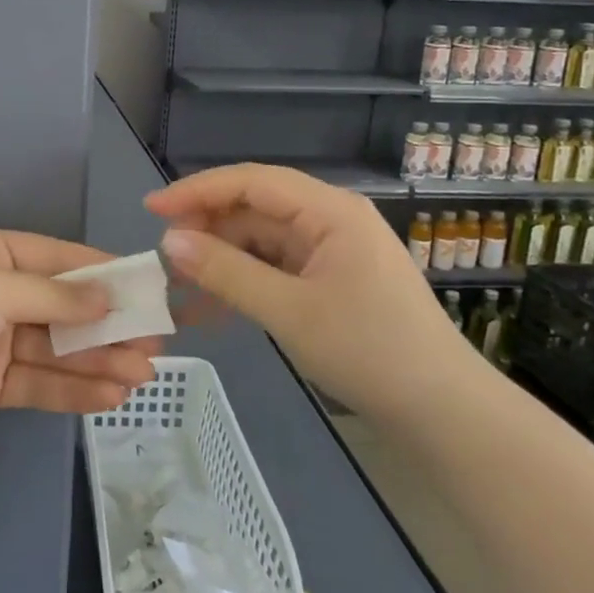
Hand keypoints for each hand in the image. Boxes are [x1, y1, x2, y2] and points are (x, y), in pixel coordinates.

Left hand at [0, 229, 161, 449]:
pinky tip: (109, 395)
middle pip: (60, 307)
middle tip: (153, 343)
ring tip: (141, 375)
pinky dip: (71, 388)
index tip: (143, 287)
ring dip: (96, 360)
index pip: (56, 258)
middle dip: (105, 325)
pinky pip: (36, 382)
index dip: (100, 272)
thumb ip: (53, 297)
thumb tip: (108, 299)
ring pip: (54, 348)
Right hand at [145, 163, 467, 412]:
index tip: (151, 210)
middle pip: (254, 208)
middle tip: (162, 258)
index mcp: (330, 211)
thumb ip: (226, 272)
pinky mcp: (330, 278)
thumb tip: (169, 242)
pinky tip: (210, 308)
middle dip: (206, 229)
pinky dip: (243, 282)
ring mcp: (331, 250)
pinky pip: (275, 267)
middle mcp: (330, 219)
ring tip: (178, 287)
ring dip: (220, 259)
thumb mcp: (288, 311)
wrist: (441, 411)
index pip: (252, 181)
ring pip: (260, 240)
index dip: (197, 190)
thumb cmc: (369, 351)